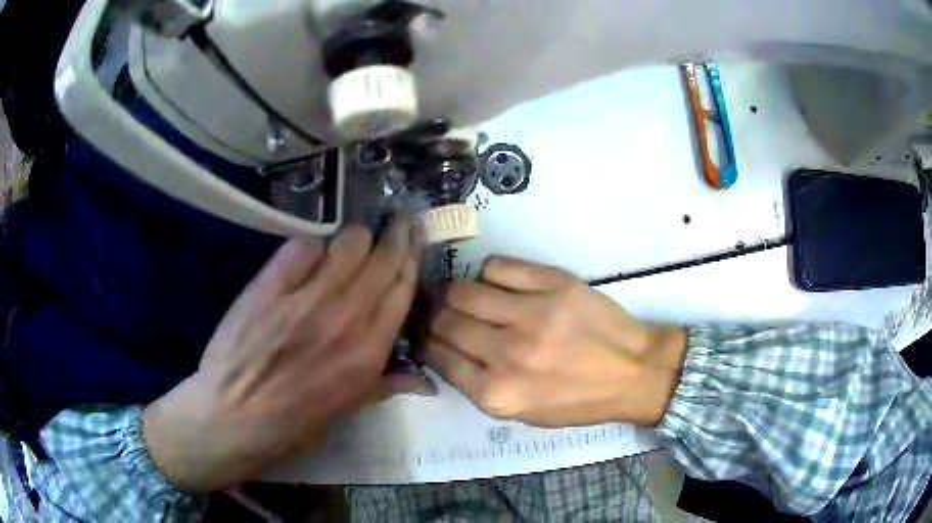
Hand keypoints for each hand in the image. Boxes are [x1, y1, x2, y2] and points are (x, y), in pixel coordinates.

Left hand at [143, 217, 426, 492]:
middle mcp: (345, 318)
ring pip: (349, 242)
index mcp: (368, 351)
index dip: (412, 256)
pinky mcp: (269, 285)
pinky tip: (309, 255)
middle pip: (382, 257)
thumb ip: (386, 385)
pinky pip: (303, 245)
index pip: (403, 288)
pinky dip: (312, 245)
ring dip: (357, 238)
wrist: (232, 416)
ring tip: (352, 243)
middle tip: (398, 221)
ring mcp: (305, 298)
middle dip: (397, 233)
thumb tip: (425, 380)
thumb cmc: (292, 422)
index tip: (415, 236)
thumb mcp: (347, 411)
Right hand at [425, 257, 686, 427]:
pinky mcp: (553, 284)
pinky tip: (500, 285)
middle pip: (444, 321)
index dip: (427, 342)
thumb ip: (479, 386)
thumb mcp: (522, 413)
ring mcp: (532, 315)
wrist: (633, 372)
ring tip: (470, 298)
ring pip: (462, 291)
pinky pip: (496, 266)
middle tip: (445, 314)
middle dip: (435, 317)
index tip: (430, 335)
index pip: (437, 356)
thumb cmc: (578, 400)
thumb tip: (445, 350)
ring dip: (457, 294)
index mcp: (498, 393)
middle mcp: (508, 354)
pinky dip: (489, 274)